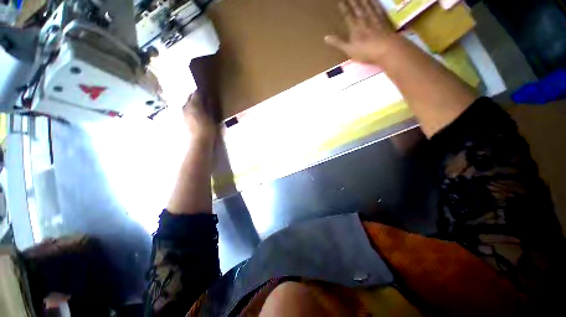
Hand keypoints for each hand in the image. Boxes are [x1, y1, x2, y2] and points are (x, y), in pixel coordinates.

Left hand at [183, 92, 217, 140]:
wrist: (199, 141)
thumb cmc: (208, 128)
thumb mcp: (212, 117)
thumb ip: (210, 106)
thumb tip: (210, 98)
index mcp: (194, 104)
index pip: (197, 93)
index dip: (202, 92)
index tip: (208, 93)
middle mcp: (186, 106)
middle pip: (190, 97)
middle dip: (196, 96)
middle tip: (204, 99)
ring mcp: (183, 113)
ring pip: (188, 103)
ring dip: (193, 103)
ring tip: (201, 107)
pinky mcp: (183, 119)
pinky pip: (187, 110)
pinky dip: (191, 109)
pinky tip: (197, 114)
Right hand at [325, 0, 399, 64]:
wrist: (386, 49)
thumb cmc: (366, 52)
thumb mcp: (349, 50)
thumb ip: (338, 43)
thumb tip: (325, 37)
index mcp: (355, 28)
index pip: (348, 16)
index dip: (344, 8)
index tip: (340, 1)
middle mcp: (365, 21)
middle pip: (358, 8)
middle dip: (354, 1)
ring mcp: (375, 20)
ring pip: (369, 6)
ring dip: (365, 0)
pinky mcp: (384, 22)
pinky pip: (379, 10)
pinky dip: (376, 4)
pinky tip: (375, 1)